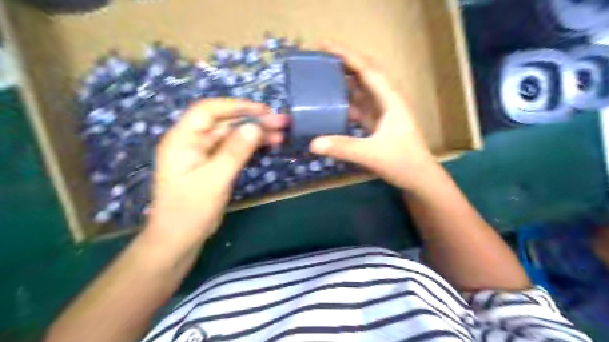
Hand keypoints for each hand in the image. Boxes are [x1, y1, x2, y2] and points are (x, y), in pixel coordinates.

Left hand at [149, 97, 288, 249]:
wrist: (180, 239)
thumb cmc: (190, 210)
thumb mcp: (214, 180)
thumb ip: (235, 151)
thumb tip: (255, 126)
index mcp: (183, 139)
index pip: (209, 110)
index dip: (237, 106)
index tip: (264, 110)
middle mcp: (192, 141)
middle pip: (225, 123)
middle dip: (253, 121)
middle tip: (280, 123)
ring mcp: (204, 154)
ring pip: (232, 136)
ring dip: (255, 134)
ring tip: (280, 135)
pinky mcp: (213, 165)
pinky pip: (234, 149)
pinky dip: (250, 146)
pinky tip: (268, 146)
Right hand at [311, 46, 440, 189]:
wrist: (417, 177)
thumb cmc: (402, 162)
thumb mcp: (371, 154)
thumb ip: (343, 147)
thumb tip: (313, 143)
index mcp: (390, 100)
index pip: (367, 70)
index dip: (347, 56)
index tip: (326, 47)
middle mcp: (386, 100)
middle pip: (364, 75)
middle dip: (344, 63)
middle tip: (320, 58)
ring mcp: (381, 112)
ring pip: (361, 90)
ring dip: (344, 81)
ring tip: (322, 76)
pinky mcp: (376, 123)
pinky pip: (358, 106)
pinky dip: (345, 102)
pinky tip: (331, 103)